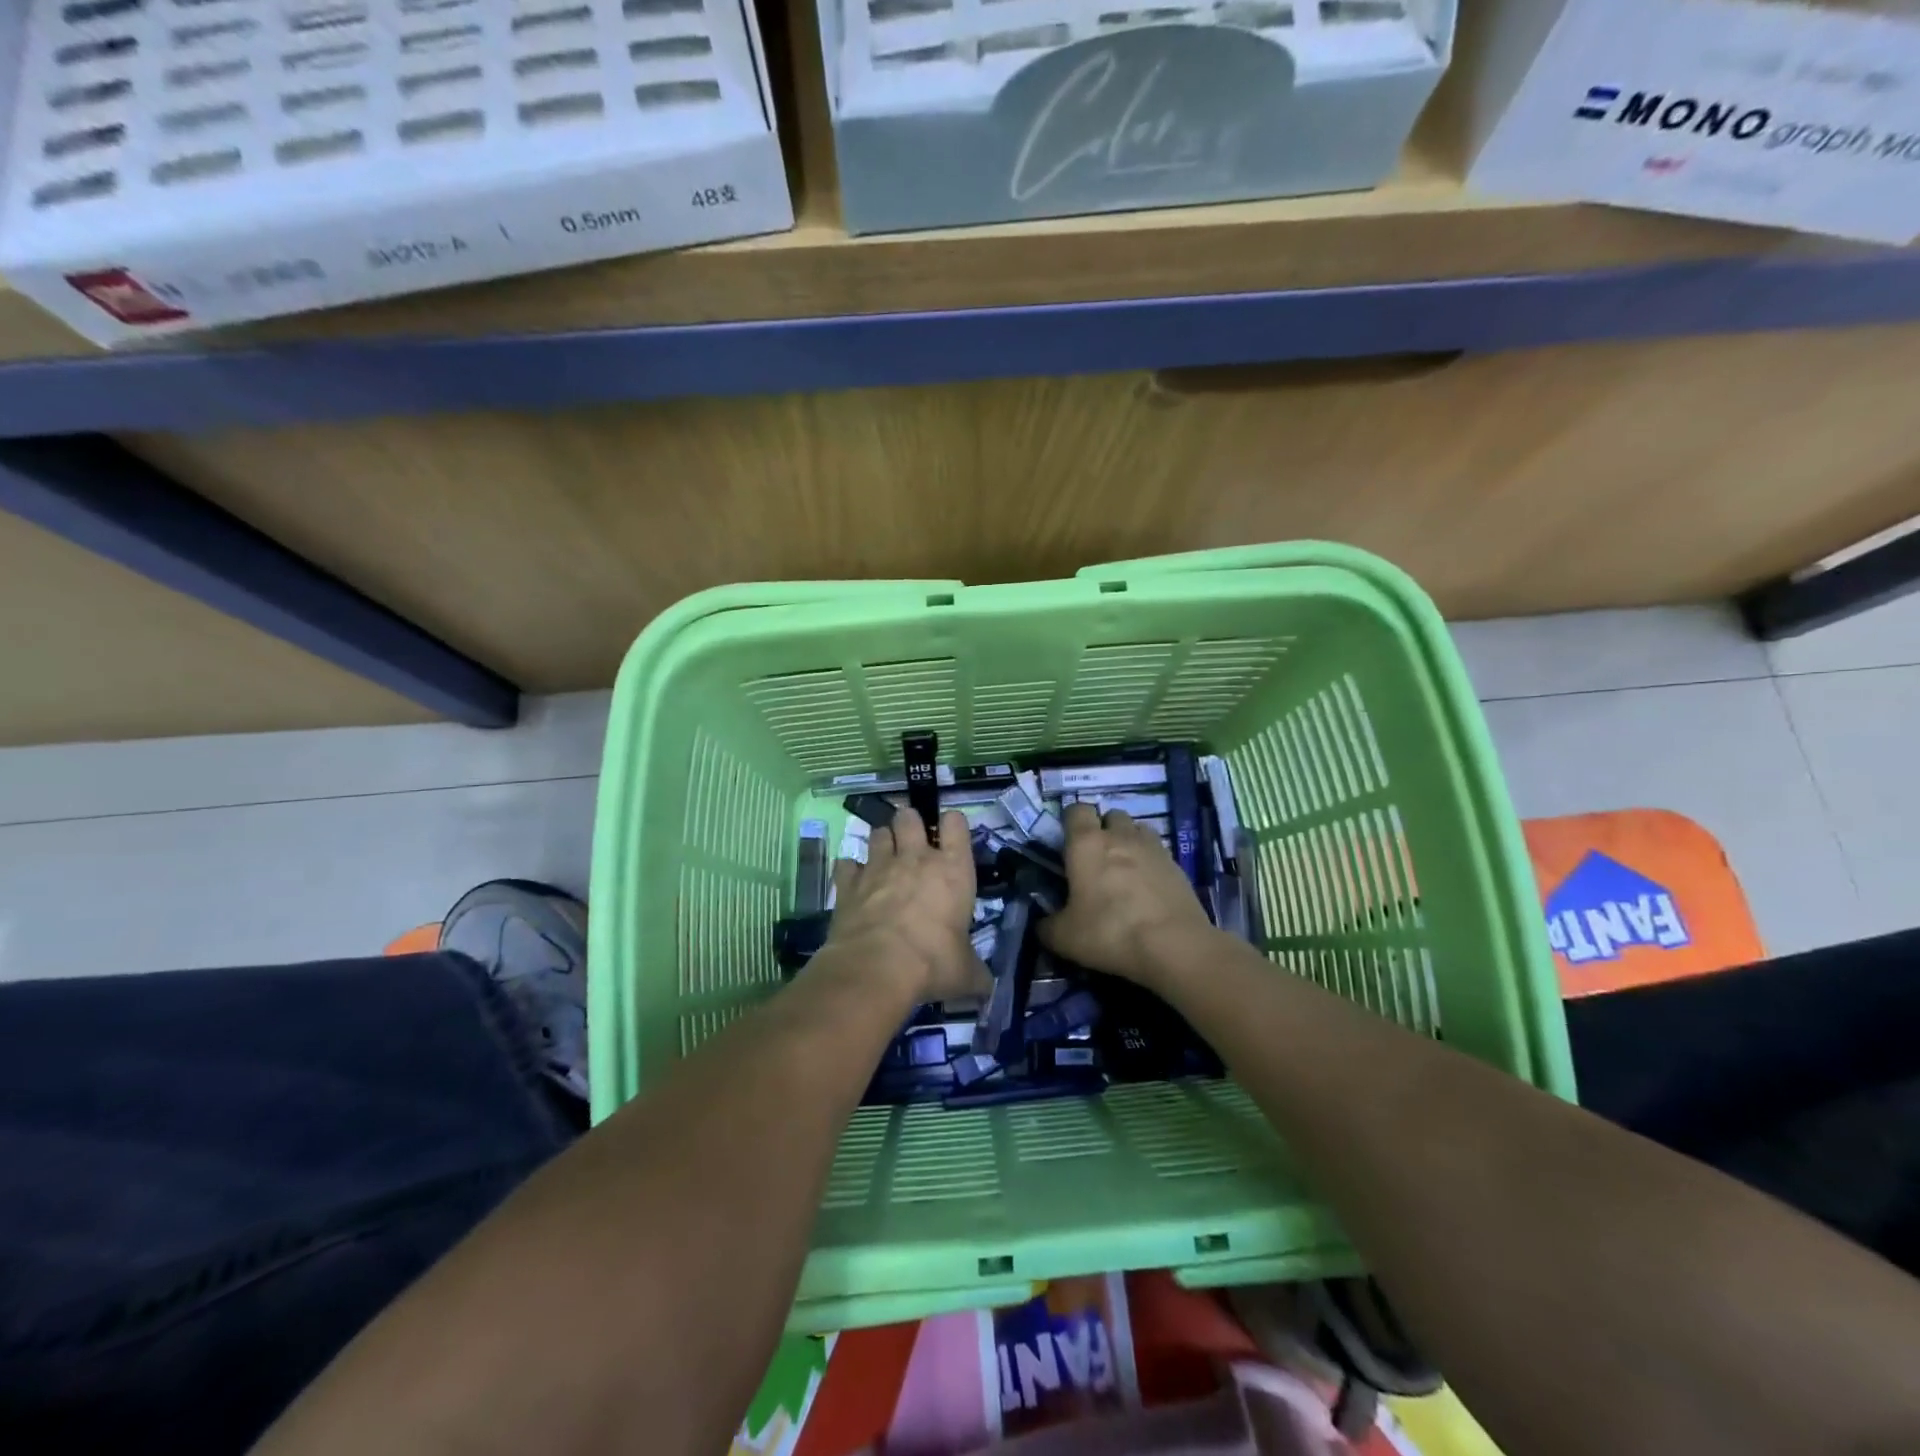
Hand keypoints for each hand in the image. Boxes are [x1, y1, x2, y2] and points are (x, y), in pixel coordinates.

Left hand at [825, 809, 990, 1003]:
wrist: (877, 968)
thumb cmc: (933, 962)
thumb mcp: (966, 973)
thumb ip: (976, 973)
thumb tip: (986, 986)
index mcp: (952, 869)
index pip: (956, 824)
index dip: (953, 824)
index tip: (951, 833)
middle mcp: (915, 858)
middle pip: (910, 817)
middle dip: (910, 822)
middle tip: (911, 840)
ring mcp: (878, 867)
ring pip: (878, 833)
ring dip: (881, 842)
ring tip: (884, 858)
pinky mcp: (848, 883)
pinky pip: (846, 864)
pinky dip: (850, 870)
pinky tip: (854, 882)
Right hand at [1039, 802, 1216, 985]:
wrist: (1174, 946)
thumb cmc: (1110, 932)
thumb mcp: (1064, 938)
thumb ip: (1047, 926)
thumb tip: (1043, 924)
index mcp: (1086, 844)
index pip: (1076, 810)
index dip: (1070, 821)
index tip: (1066, 841)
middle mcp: (1120, 836)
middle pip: (1111, 815)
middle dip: (1103, 829)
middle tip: (1096, 859)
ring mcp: (1153, 848)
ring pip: (1138, 829)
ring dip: (1129, 841)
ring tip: (1124, 869)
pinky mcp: (1177, 866)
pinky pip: (1158, 852)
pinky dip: (1150, 862)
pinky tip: (1147, 888)